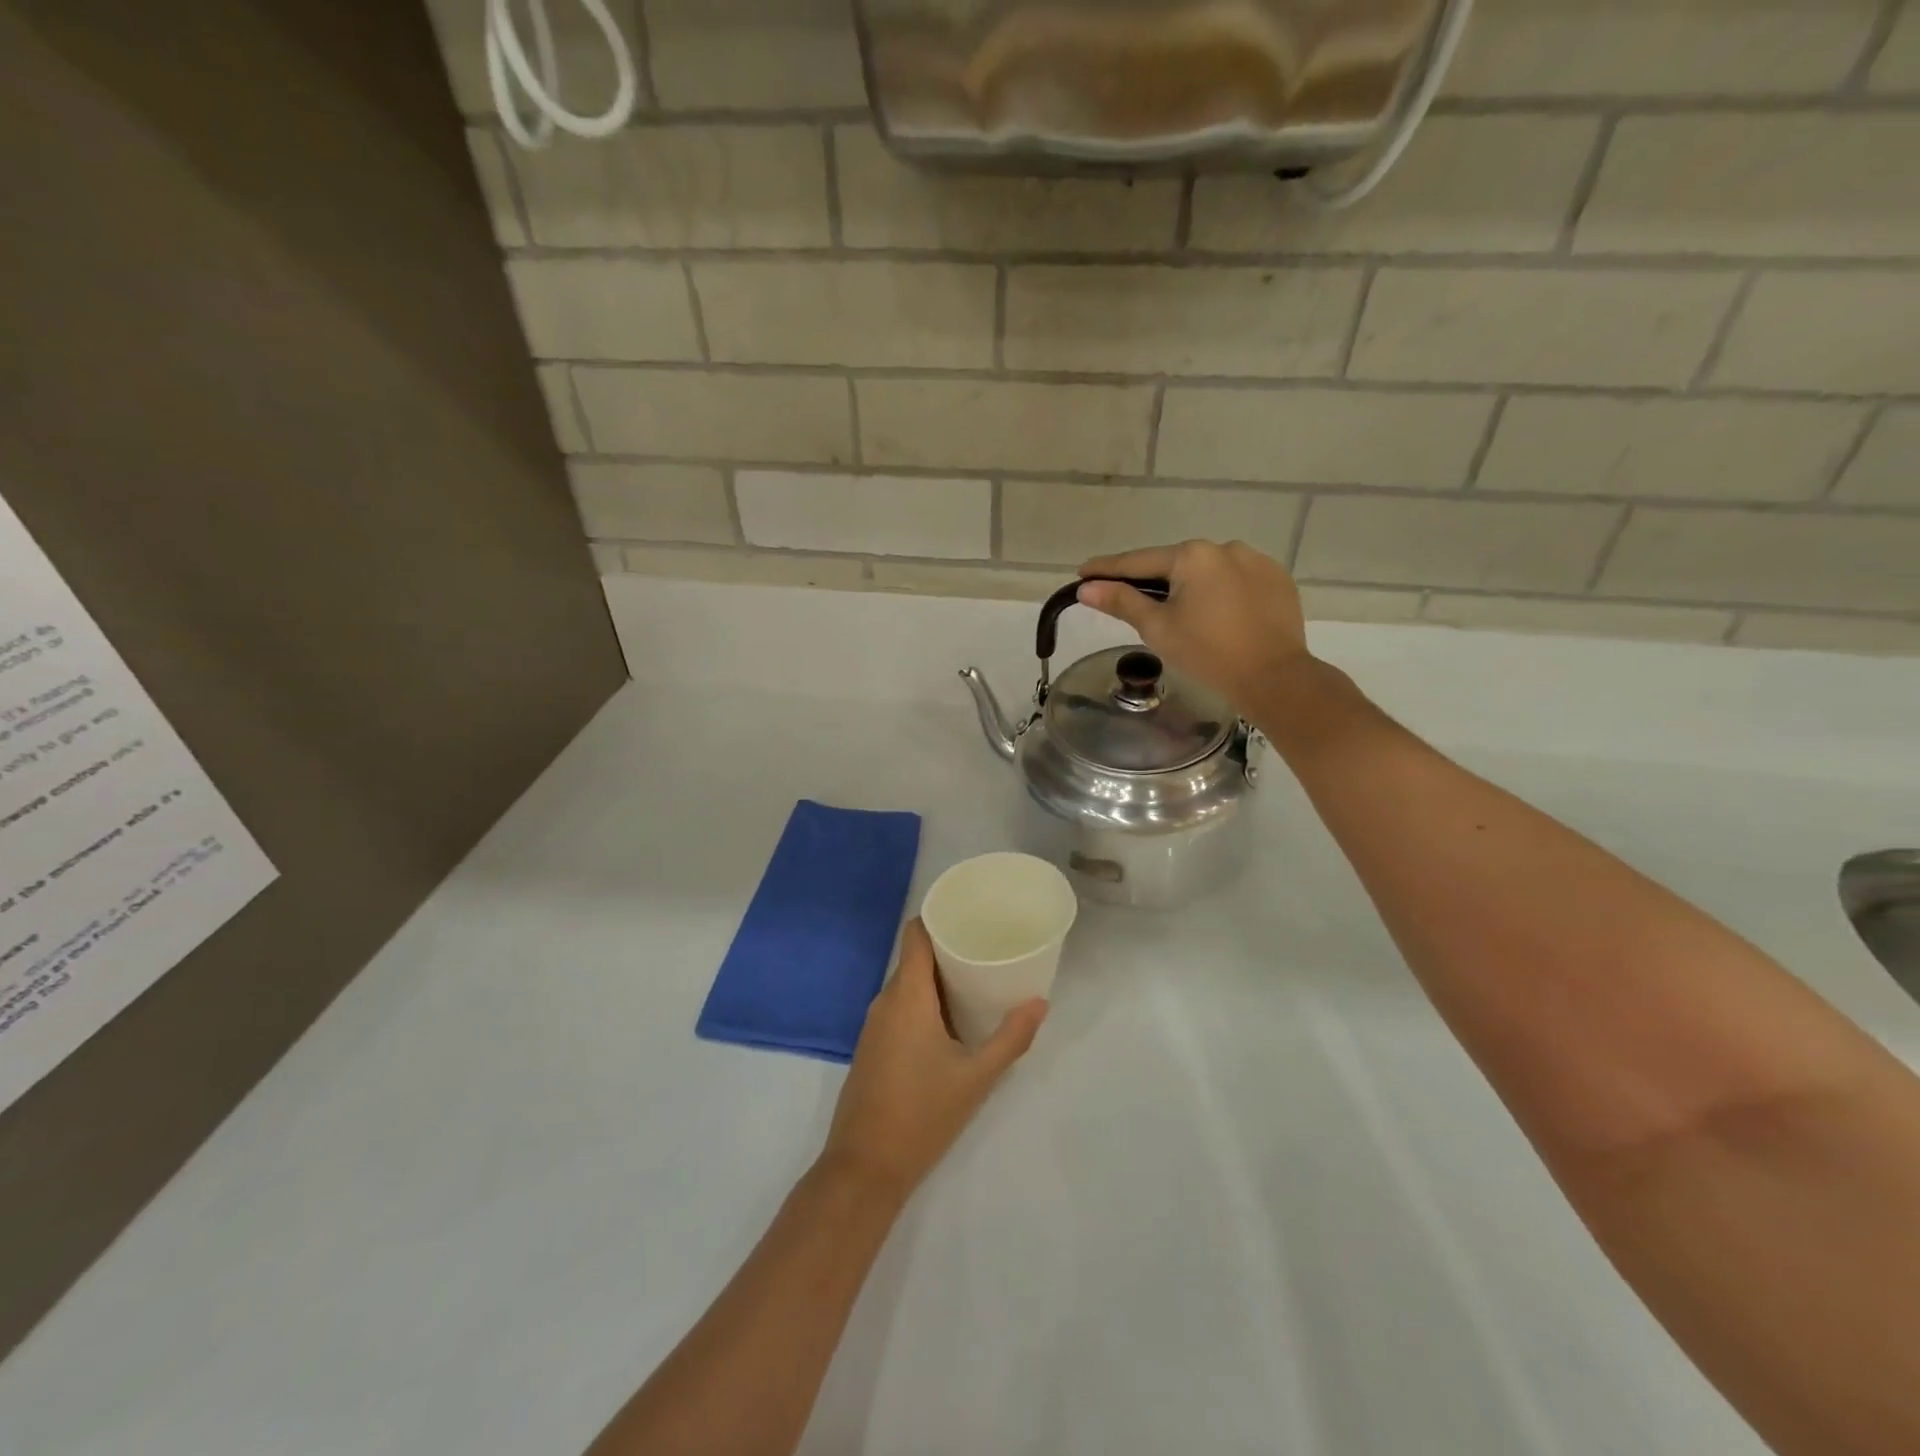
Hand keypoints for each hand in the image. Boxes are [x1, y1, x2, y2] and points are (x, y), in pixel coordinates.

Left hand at [819, 919, 1046, 1202]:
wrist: (864, 1168)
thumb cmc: (922, 1114)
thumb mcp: (977, 1077)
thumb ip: (1011, 1038)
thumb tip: (1039, 1002)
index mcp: (907, 996)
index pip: (914, 934)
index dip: (938, 917)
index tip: (970, 914)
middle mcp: (885, 1001)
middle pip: (914, 957)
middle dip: (947, 949)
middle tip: (986, 948)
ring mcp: (874, 1026)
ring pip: (907, 985)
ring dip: (937, 978)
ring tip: (976, 980)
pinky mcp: (872, 1048)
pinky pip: (899, 1008)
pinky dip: (924, 1002)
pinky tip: (951, 1020)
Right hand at [1077, 540, 1311, 712]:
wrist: (1274, 677)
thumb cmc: (1207, 653)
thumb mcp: (1157, 628)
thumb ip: (1122, 602)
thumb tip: (1087, 588)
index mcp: (1192, 556)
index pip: (1138, 561)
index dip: (1107, 569)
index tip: (1083, 573)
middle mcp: (1224, 547)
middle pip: (1175, 564)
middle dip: (1151, 580)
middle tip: (1128, 599)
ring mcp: (1256, 561)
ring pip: (1207, 571)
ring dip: (1189, 585)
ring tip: (1179, 612)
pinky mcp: (1277, 579)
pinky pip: (1236, 580)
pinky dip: (1219, 592)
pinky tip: (1216, 614)